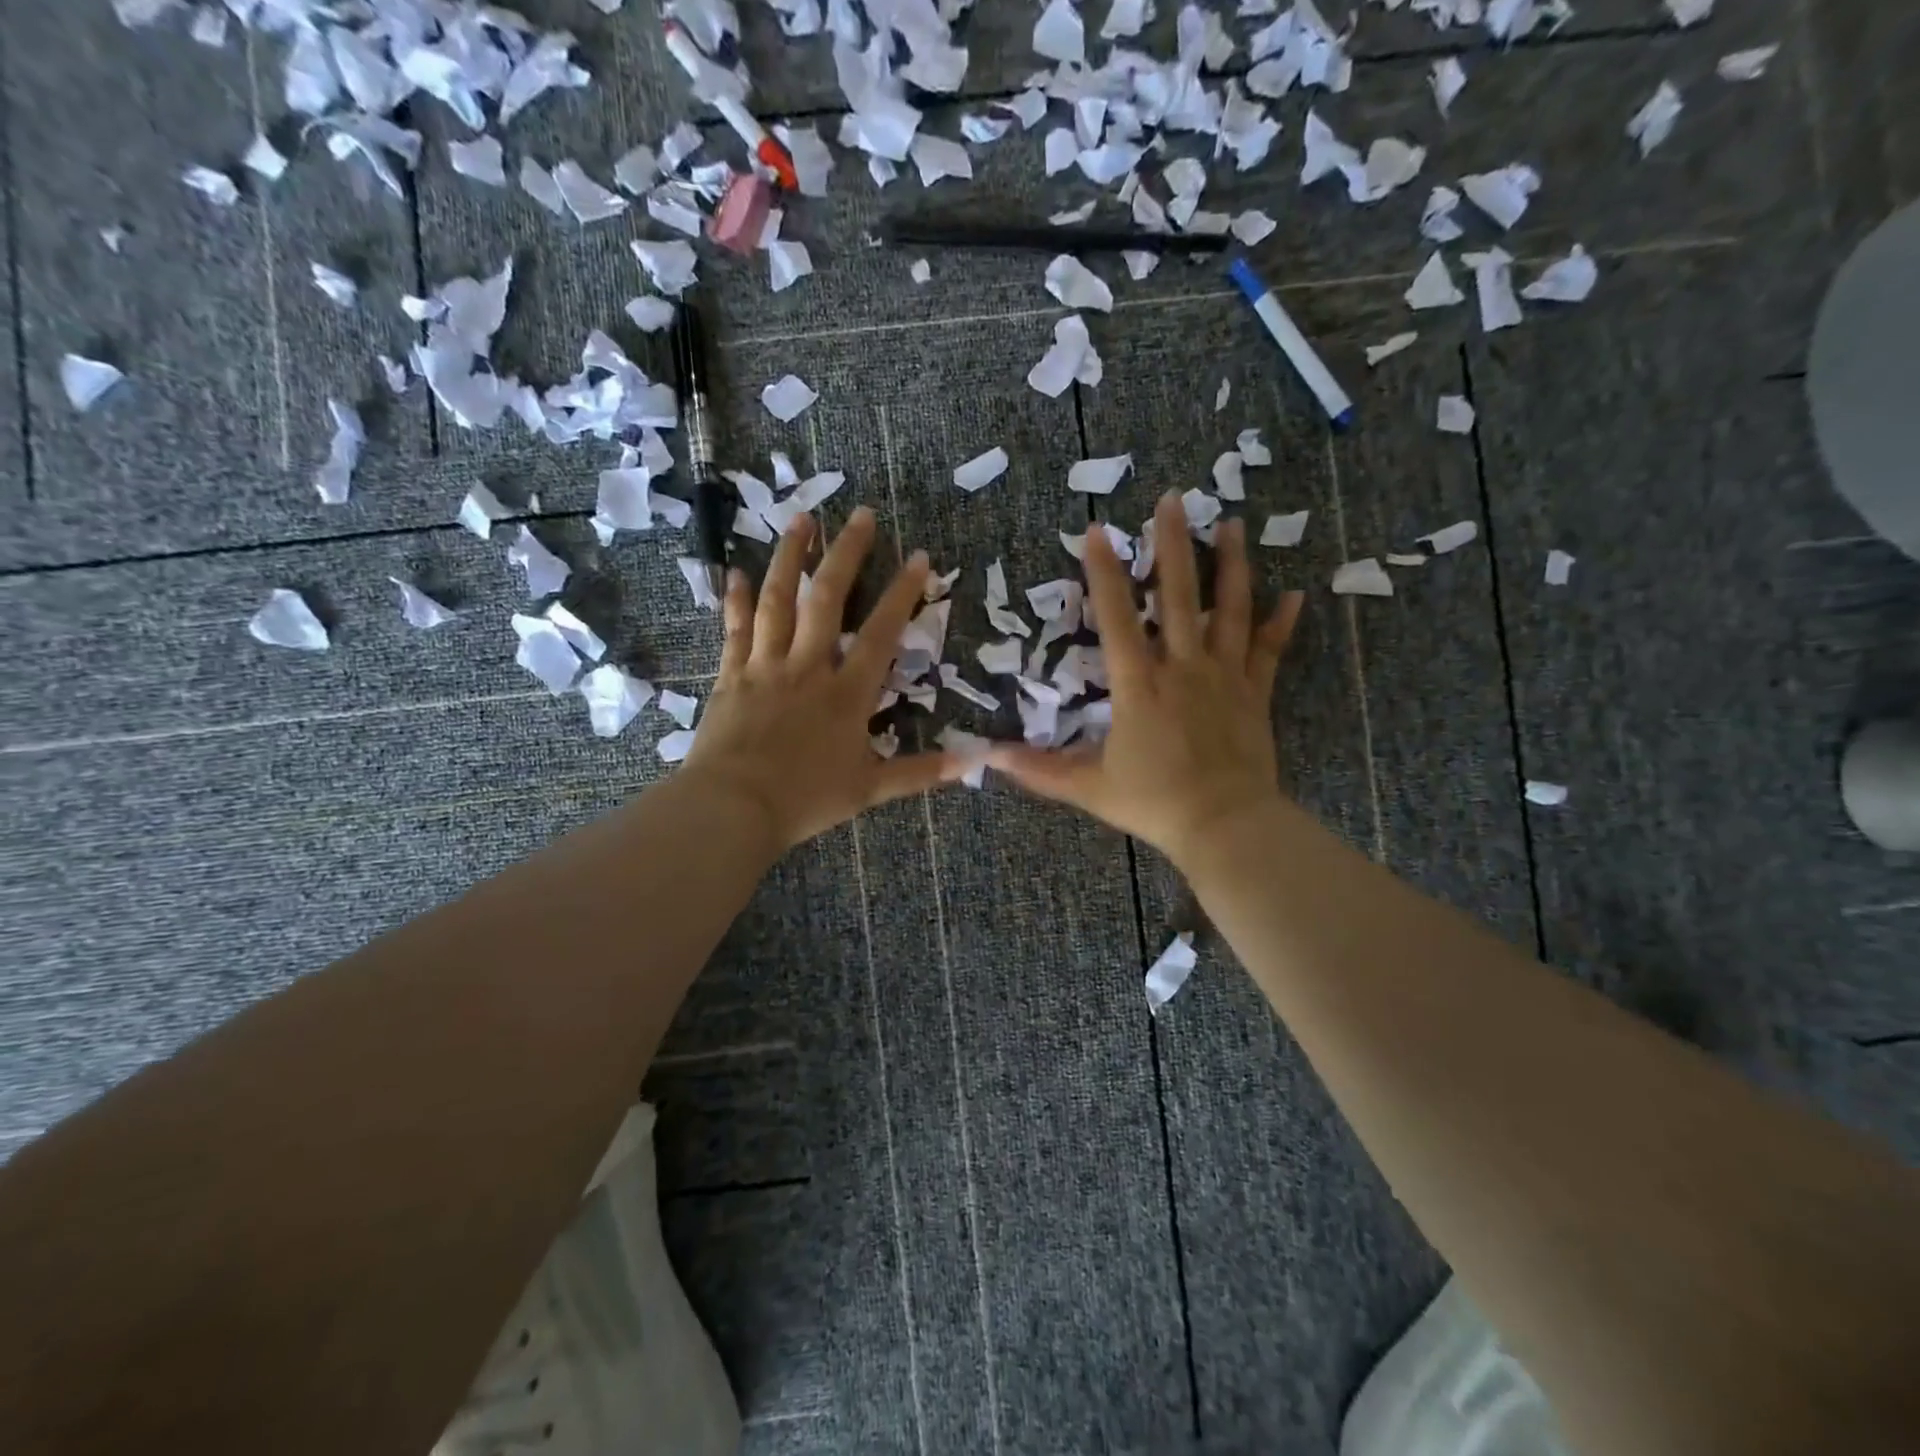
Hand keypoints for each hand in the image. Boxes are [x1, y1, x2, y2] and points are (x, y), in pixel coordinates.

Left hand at [681, 507, 962, 851]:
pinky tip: (735, 572)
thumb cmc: (806, 799)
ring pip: (779, 601)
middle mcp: (808, 667)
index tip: (918, 556)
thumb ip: (922, 771)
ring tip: (801, 518)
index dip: (902, 593)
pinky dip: (736, 600)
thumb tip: (975, 762)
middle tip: (860, 514)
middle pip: (828, 599)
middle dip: (846, 554)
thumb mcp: (871, 789)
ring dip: (790, 557)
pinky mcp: (731, 675)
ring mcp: (766, 666)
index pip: (882, 633)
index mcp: (847, 693)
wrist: (734, 808)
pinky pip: (735, 629)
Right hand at [989, 492, 1302, 871]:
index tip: (1096, 531)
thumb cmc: (1153, 802)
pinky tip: (1296, 594)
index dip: (1104, 573)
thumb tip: (987, 758)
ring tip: (1233, 523)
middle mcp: (1183, 668)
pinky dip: (1281, 623)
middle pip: (1179, 596)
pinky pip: (1269, 651)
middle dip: (1173, 545)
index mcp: (1139, 685)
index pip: (1117, 618)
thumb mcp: (1087, 788)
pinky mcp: (1255, 694)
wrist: (1223, 824)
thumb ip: (1038, 770)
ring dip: (1231, 565)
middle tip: (1173, 499)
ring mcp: (1224, 677)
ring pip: (1230, 610)